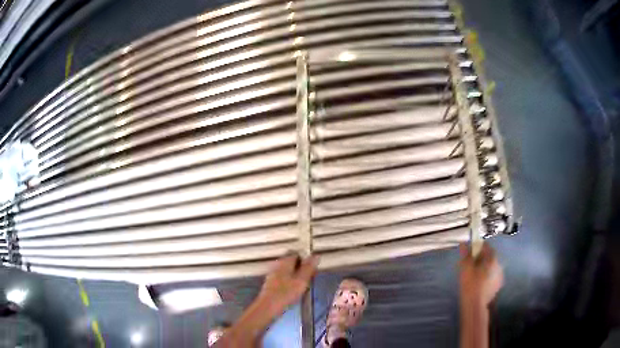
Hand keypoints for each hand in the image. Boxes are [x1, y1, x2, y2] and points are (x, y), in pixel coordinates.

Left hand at [256, 254, 318, 315]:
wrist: (268, 307)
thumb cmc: (286, 293)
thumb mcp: (301, 281)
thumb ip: (308, 268)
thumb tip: (316, 255)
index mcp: (285, 262)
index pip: (297, 253)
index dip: (306, 259)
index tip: (313, 268)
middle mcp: (278, 265)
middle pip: (292, 262)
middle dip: (302, 267)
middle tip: (310, 278)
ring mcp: (273, 274)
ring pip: (288, 270)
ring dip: (296, 275)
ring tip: (304, 285)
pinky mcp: (271, 283)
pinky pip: (284, 278)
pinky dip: (290, 281)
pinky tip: (294, 291)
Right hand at [459, 243, 503, 309]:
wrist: (475, 305)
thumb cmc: (470, 284)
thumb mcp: (465, 268)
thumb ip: (466, 255)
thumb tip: (464, 243)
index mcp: (492, 258)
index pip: (486, 246)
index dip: (477, 247)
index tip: (469, 253)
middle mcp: (499, 264)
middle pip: (489, 257)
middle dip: (480, 259)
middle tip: (470, 266)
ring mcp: (500, 275)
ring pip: (491, 267)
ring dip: (484, 268)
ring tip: (474, 276)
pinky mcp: (498, 285)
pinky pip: (493, 276)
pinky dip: (487, 276)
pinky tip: (480, 284)